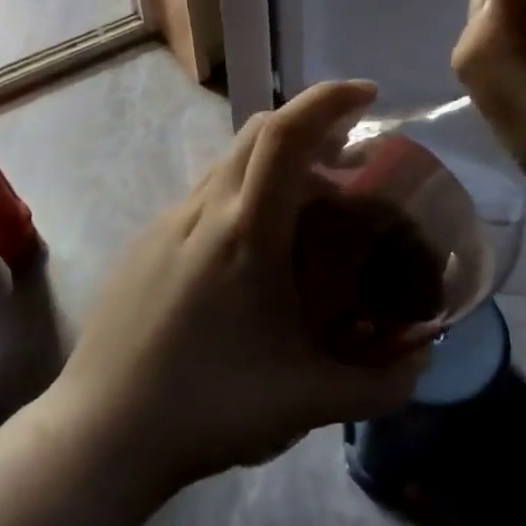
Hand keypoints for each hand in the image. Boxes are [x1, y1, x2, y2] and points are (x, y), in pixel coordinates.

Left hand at [55, 80, 428, 492]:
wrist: (101, 430)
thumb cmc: (209, 407)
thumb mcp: (308, 402)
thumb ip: (379, 385)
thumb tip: (424, 360)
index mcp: (245, 232)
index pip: (284, 134)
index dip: (326, 100)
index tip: (366, 95)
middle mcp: (203, 209)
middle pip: (257, 131)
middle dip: (307, 125)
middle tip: (346, 161)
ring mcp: (166, 222)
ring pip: (229, 163)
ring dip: (273, 164)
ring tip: (306, 212)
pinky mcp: (145, 242)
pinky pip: (204, 197)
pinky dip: (241, 196)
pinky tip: (252, 256)